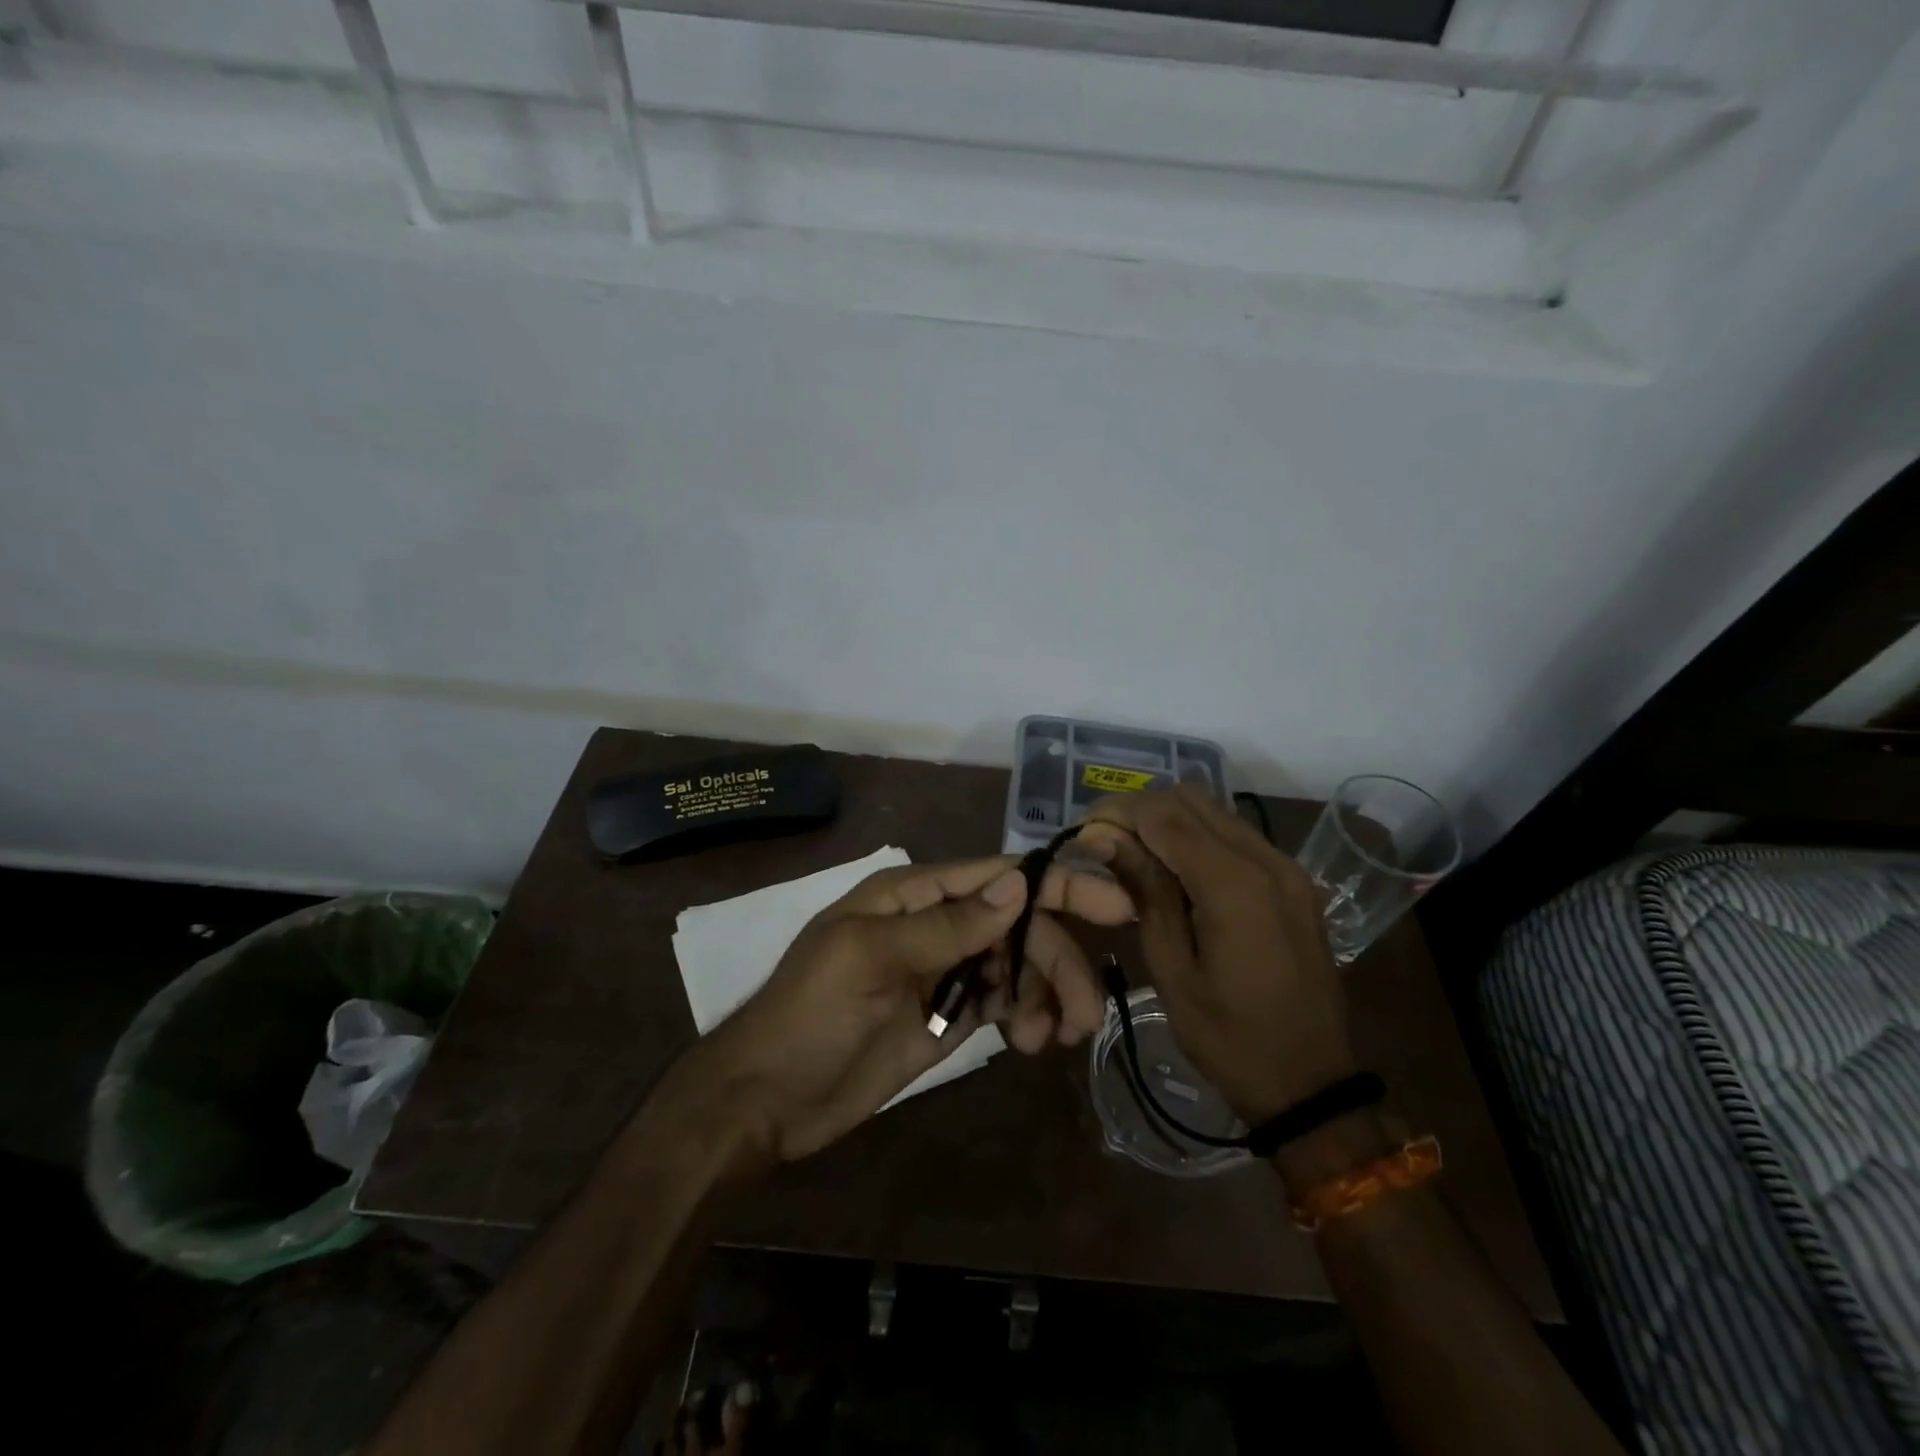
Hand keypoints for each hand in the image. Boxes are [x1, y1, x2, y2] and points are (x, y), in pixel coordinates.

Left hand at [696, 856, 1132, 1162]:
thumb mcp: (872, 959)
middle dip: (1057, 960)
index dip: (1058, 885)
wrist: (767, 1098)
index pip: (998, 877)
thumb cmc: (811, 1014)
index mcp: (915, 895)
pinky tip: (1032, 1041)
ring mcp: (945, 972)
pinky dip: (1026, 1016)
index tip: (1116, 906)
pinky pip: (1003, 1003)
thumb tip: (1019, 886)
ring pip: (1017, 966)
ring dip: (1046, 994)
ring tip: (1053, 1037)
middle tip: (1087, 1012)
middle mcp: (937, 924)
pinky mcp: (948, 1016)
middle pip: (1018, 926)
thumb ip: (947, 925)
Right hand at [1077, 787, 1354, 1124]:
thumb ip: (1144, 891)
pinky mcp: (1293, 881)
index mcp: (1235, 886)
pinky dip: (1197, 836)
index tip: (1083, 828)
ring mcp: (1287, 867)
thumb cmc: (1229, 1037)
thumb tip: (1103, 837)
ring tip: (1132, 851)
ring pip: (1215, 811)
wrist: (1312, 1083)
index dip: (1118, 811)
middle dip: (1141, 809)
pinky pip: (1236, 834)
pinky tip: (1173, 867)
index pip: (1164, 816)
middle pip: (1191, 799)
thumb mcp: (1171, 969)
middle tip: (1104, 840)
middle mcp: (1267, 861)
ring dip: (1169, 819)